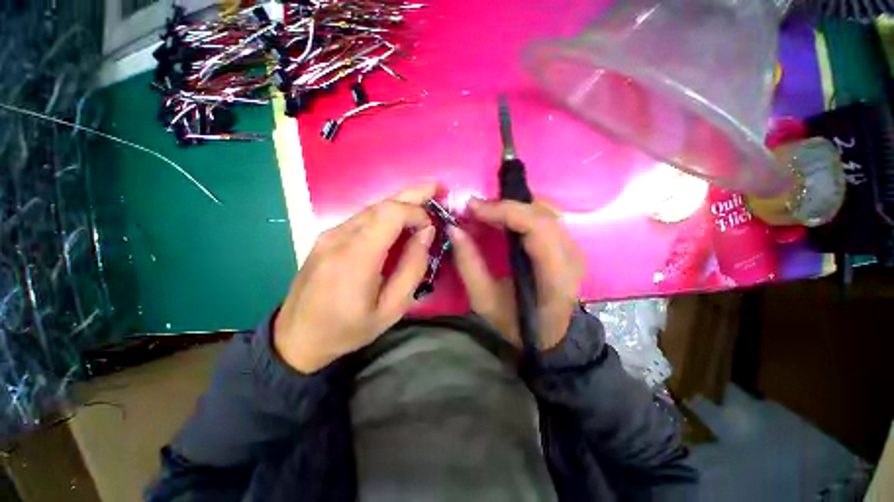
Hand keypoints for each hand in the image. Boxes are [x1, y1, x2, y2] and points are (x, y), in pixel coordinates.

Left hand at [273, 184, 436, 372]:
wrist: (297, 337)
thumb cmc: (348, 329)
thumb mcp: (392, 308)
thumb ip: (412, 268)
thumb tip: (426, 233)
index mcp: (356, 258)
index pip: (390, 214)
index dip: (416, 212)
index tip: (431, 226)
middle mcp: (339, 237)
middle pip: (381, 204)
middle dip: (413, 194)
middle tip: (437, 188)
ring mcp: (329, 234)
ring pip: (372, 208)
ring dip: (400, 204)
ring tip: (424, 201)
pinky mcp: (326, 237)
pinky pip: (362, 218)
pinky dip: (386, 215)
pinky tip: (399, 220)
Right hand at [449, 198, 583, 350]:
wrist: (549, 335)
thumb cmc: (516, 322)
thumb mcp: (484, 300)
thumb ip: (468, 264)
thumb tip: (454, 229)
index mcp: (554, 275)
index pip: (537, 228)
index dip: (505, 211)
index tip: (473, 207)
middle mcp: (571, 256)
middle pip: (543, 214)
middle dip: (506, 206)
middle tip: (476, 208)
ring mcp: (574, 248)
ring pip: (546, 211)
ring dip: (515, 207)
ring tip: (488, 212)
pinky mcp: (569, 246)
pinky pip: (547, 217)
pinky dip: (523, 212)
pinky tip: (505, 218)